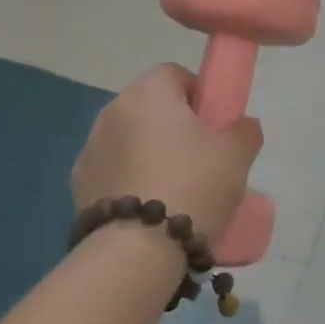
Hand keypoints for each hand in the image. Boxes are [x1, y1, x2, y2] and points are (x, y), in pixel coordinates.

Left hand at [71, 64, 262, 240]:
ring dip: (150, 152)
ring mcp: (90, 148)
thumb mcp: (237, 155)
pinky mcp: (79, 184)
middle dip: (174, 125)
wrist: (137, 250)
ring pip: (131, 139)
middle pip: (151, 107)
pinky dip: (131, 179)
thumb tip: (242, 125)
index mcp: (149, 93)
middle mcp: (113, 111)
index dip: (199, 94)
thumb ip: (245, 130)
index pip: (175, 74)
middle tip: (202, 157)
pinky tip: (150, 208)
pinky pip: (114, 169)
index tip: (215, 124)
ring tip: (176, 188)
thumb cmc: (193, 185)